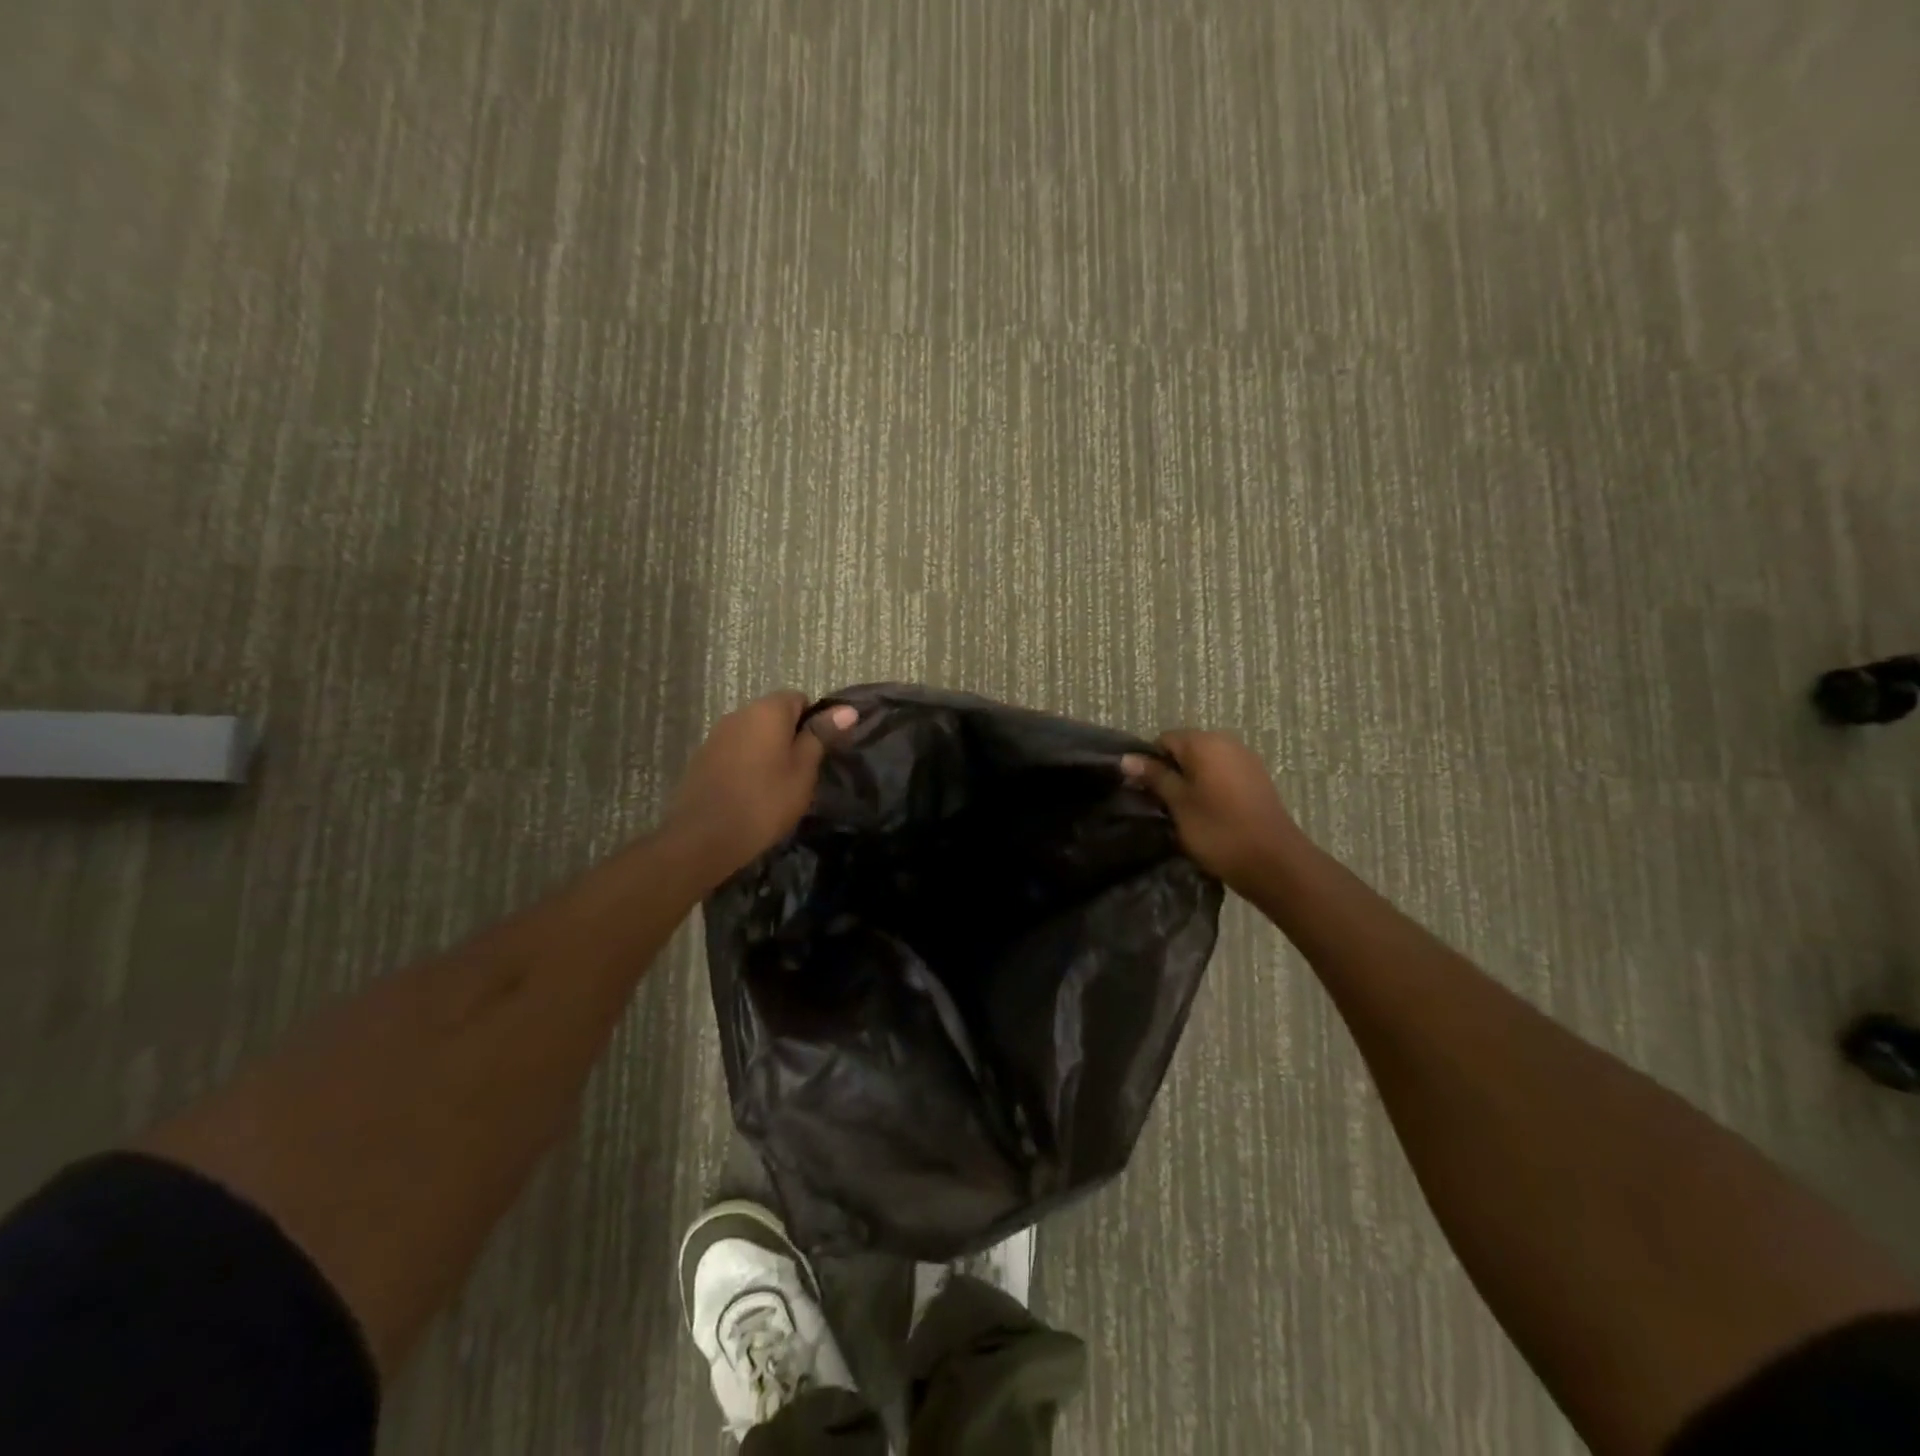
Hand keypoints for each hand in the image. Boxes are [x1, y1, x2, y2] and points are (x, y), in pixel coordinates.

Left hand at [665, 692, 857, 882]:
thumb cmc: (765, 801)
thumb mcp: (803, 770)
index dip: (814, 723)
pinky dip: (747, 764)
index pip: (799, 699)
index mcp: (767, 710)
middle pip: (774, 715)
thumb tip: (846, 710)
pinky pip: (735, 751)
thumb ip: (821, 736)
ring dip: (767, 751)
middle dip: (790, 737)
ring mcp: (717, 735)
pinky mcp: (702, 757)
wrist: (704, 837)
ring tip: (776, 786)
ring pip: (753, 734)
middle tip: (801, 773)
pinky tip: (750, 792)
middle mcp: (739, 713)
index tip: (818, 753)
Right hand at [1122, 731, 1301, 894]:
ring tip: (1184, 811)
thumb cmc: (1217, 830)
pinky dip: (1211, 787)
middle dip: (1171, 772)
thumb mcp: (1178, 804)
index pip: (1163, 740)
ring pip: (1205, 762)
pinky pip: (1223, 773)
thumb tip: (1127, 758)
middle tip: (1162, 804)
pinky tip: (1209, 812)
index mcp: (1204, 743)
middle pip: (1185, 749)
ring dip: (1191, 781)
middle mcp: (1226, 741)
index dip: (1149, 763)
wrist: (1274, 861)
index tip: (1145, 792)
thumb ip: (1154, 777)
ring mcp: (1246, 759)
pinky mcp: (1257, 778)